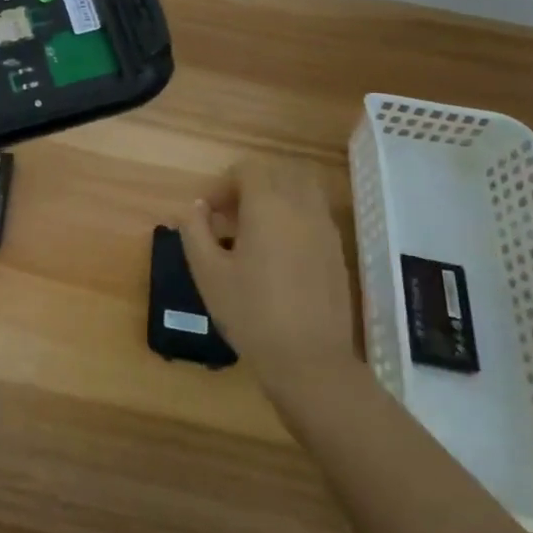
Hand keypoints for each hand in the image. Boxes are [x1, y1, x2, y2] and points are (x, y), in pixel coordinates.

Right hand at [182, 159, 358, 405]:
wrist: (310, 363)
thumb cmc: (252, 314)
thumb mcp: (208, 273)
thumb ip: (195, 231)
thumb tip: (195, 207)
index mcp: (267, 206)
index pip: (248, 170)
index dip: (224, 184)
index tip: (209, 213)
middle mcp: (300, 207)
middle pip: (277, 173)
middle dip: (251, 186)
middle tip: (230, 217)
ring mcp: (324, 228)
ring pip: (302, 189)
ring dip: (277, 197)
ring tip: (256, 230)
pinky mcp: (337, 251)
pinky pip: (315, 214)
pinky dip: (295, 217)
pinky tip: (279, 253)